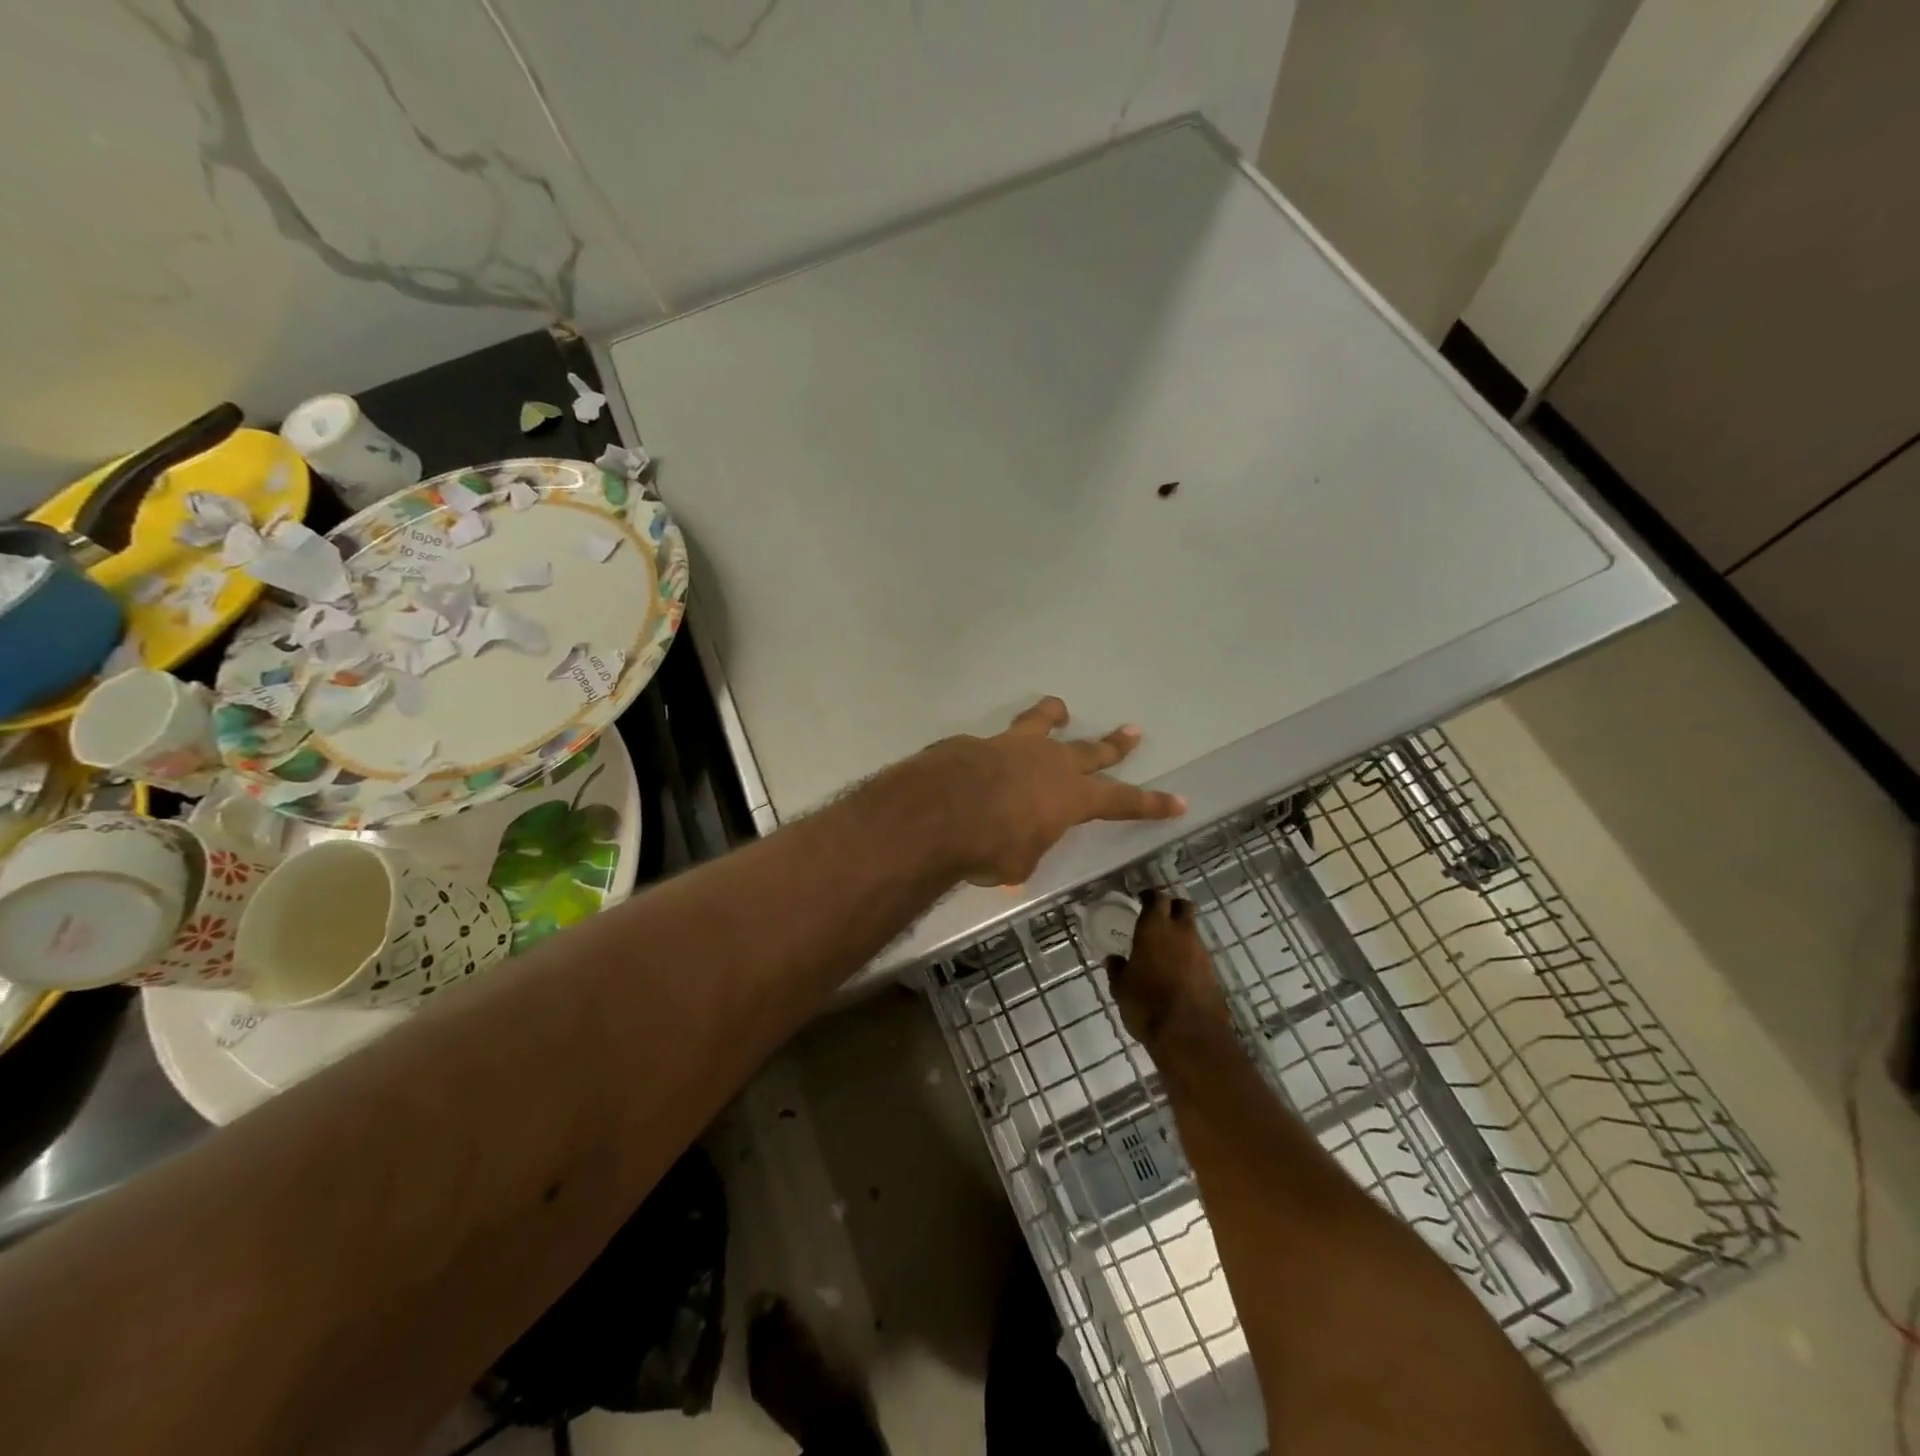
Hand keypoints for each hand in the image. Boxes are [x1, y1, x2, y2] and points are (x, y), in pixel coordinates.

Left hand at [915, 697, 1185, 886]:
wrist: (938, 811)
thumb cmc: (990, 847)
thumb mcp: (1018, 862)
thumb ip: (1027, 846)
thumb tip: (1017, 842)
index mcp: (1071, 796)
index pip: (1123, 801)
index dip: (1152, 803)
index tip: (1179, 801)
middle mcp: (1049, 763)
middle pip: (1091, 750)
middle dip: (1114, 744)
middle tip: (1132, 732)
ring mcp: (1013, 746)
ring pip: (1040, 723)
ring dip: (1052, 716)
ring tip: (1060, 709)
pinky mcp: (976, 743)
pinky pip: (991, 744)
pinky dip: (993, 750)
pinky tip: (978, 759)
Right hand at [1106, 889, 1232, 1046]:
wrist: (1190, 1035)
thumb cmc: (1146, 1004)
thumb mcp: (1121, 988)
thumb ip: (1118, 969)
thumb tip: (1115, 960)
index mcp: (1154, 927)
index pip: (1156, 898)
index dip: (1149, 896)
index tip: (1141, 899)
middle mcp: (1181, 932)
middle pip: (1182, 906)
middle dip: (1172, 907)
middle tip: (1159, 916)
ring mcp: (1201, 952)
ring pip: (1192, 931)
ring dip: (1181, 934)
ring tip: (1165, 949)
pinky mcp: (1213, 972)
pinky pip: (1198, 955)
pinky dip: (1188, 957)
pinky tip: (1177, 971)